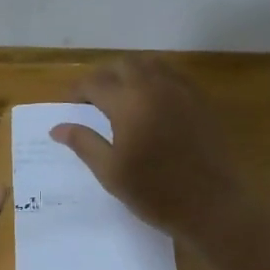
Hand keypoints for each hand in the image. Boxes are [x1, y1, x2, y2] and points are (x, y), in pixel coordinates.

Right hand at [49, 57, 251, 242]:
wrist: (212, 205)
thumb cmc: (155, 192)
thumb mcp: (110, 172)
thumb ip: (83, 143)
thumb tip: (57, 128)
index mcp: (128, 103)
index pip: (95, 83)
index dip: (78, 91)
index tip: (70, 104)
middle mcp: (154, 87)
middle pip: (123, 65)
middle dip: (104, 76)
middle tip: (94, 99)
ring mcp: (182, 91)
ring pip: (151, 65)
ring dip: (131, 73)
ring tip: (123, 96)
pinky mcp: (201, 101)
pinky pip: (174, 76)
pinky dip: (156, 80)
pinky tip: (153, 103)